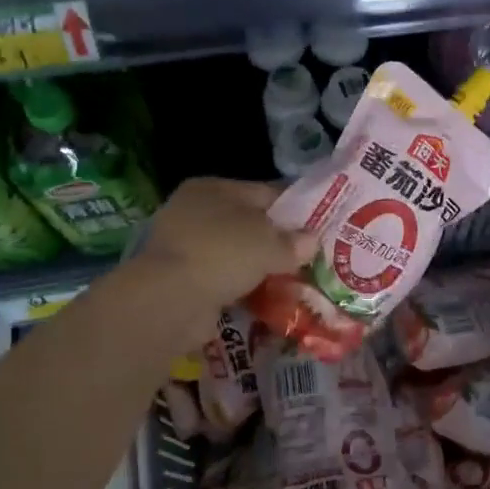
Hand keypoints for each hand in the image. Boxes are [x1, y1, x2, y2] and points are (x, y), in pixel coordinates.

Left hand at [130, 178, 315, 325]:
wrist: (170, 300)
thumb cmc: (222, 253)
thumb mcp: (269, 243)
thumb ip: (293, 242)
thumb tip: (311, 241)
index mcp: (213, 188)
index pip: (264, 192)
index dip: (294, 209)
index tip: (319, 227)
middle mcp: (194, 211)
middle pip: (248, 224)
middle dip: (276, 242)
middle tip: (308, 258)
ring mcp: (185, 247)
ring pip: (235, 254)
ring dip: (259, 268)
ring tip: (292, 281)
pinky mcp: (181, 280)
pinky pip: (222, 280)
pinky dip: (241, 288)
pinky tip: (265, 299)